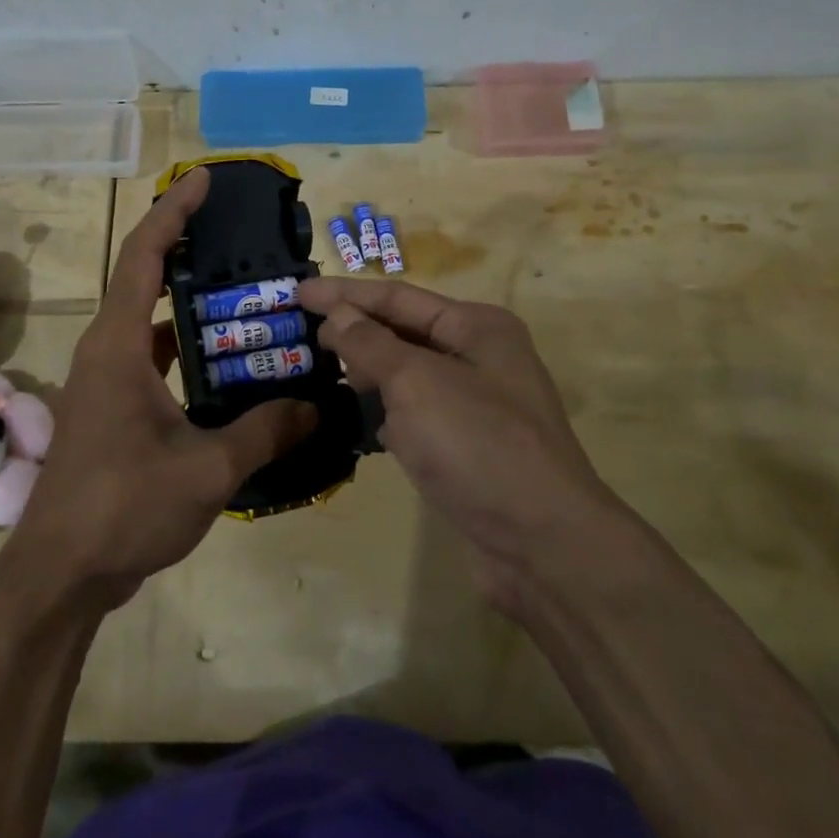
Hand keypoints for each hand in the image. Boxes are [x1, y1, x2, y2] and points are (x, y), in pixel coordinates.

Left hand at [1, 168, 316, 612]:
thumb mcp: (206, 469)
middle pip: (145, 278)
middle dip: (189, 248)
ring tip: (249, 297)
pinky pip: (155, 359)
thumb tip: (317, 406)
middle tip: (243, 238)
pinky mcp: (114, 409)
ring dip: (193, 304)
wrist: (60, 574)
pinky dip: (189, 349)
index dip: (173, 212)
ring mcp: (107, 381)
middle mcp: (107, 351)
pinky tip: (230, 367)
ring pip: (152, 321)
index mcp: (119, 346)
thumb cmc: (122, 508)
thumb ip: (265, 433)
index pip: (143, 256)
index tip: (204, 181)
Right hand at [300, 276, 618, 600]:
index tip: (297, 293)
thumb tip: (338, 315)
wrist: (541, 544)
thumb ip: (371, 343)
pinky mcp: (467, 446)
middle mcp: (480, 357)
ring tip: (322, 368)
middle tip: (304, 334)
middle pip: (404, 331)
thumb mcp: (416, 383)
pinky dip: (386, 409)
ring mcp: (476, 404)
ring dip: (368, 369)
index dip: (344, 293)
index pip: (397, 297)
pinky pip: (416, 412)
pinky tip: (359, 416)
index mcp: (477, 327)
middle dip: (355, 329)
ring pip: (408, 374)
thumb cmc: (478, 445)